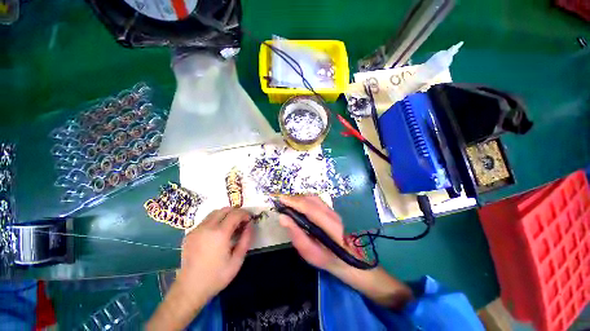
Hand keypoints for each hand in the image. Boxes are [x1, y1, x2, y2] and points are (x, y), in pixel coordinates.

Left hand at [177, 207, 253, 301]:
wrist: (189, 289)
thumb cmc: (216, 276)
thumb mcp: (237, 260)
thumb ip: (246, 239)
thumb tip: (250, 225)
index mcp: (220, 233)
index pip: (235, 214)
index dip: (245, 214)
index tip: (249, 220)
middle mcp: (207, 227)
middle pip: (225, 209)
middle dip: (236, 212)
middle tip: (241, 221)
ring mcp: (196, 230)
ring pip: (214, 213)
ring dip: (225, 215)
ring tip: (230, 225)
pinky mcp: (190, 234)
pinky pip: (206, 220)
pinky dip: (215, 220)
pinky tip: (217, 232)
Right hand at [278, 196, 413, 309]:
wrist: (349, 259)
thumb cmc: (328, 259)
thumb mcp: (309, 252)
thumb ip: (296, 234)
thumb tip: (283, 217)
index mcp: (330, 226)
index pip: (309, 208)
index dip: (294, 202)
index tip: (280, 199)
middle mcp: (333, 214)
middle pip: (312, 200)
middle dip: (295, 198)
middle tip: (282, 201)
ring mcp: (333, 211)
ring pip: (314, 198)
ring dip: (300, 198)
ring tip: (288, 202)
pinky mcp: (332, 210)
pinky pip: (316, 200)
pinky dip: (305, 199)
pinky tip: (299, 204)